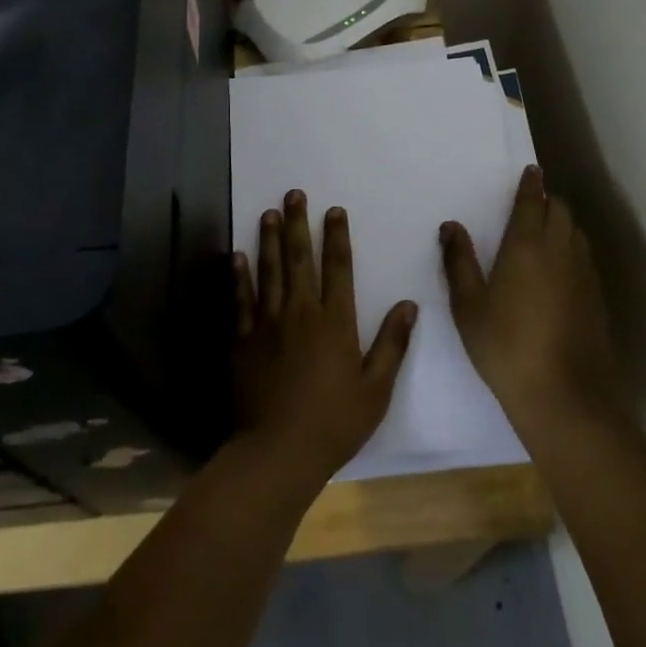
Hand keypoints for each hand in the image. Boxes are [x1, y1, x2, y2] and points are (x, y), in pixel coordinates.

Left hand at [233, 191, 417, 483]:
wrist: (278, 452)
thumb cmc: (334, 423)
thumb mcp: (376, 389)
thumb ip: (392, 344)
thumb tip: (409, 305)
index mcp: (335, 322)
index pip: (338, 267)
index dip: (336, 236)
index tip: (334, 211)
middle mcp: (301, 313)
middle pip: (299, 259)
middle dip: (297, 224)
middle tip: (293, 194)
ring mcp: (267, 324)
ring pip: (269, 271)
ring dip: (268, 239)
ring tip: (268, 213)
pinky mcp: (243, 340)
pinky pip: (240, 300)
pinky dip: (239, 276)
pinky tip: (236, 256)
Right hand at [441, 166, 620, 435]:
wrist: (565, 397)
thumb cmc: (505, 347)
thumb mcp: (468, 306)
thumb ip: (459, 262)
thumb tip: (451, 225)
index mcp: (526, 246)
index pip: (532, 202)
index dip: (531, 184)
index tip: (531, 170)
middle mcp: (560, 251)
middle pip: (560, 211)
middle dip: (548, 200)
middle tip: (532, 202)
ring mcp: (584, 275)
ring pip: (576, 232)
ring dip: (562, 223)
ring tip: (546, 229)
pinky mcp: (597, 299)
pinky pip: (584, 257)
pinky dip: (572, 248)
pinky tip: (560, 269)